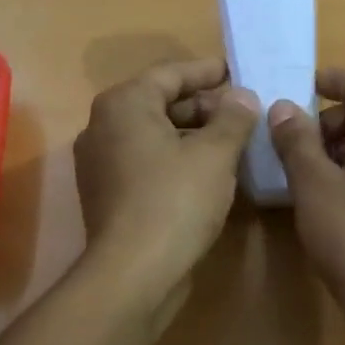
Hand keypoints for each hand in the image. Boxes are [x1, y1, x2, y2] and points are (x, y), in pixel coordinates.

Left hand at [73, 58, 259, 312]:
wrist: (133, 273)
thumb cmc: (175, 200)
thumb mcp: (215, 153)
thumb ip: (233, 118)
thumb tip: (242, 97)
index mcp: (124, 104)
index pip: (171, 73)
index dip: (208, 71)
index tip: (238, 71)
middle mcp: (103, 126)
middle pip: (160, 103)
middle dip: (204, 106)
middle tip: (243, 111)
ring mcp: (101, 163)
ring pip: (154, 135)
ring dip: (193, 135)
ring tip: (233, 141)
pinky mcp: (107, 194)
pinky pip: (147, 162)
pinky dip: (176, 159)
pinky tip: (209, 172)